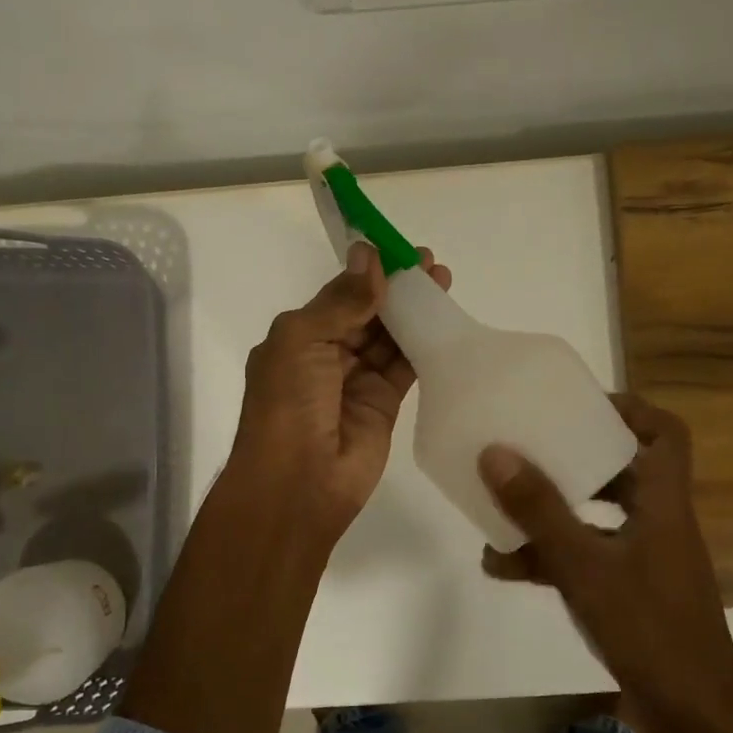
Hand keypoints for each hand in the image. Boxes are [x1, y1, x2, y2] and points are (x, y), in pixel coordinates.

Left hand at [229, 242, 451, 544]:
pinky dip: (424, 344)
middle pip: (368, 313)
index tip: (397, 249)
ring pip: (390, 337)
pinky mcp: (384, 404)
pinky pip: (406, 366)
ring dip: (414, 311)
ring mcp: (357, 381)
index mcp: (299, 337)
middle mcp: (328, 355)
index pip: (339, 295)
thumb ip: (340, 301)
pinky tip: (444, 320)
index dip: (368, 272)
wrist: (298, 483)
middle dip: (396, 288)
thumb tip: (368, 255)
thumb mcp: (302, 340)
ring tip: (443, 282)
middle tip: (429, 263)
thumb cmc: (288, 403)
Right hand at [478, 393, 732, 732]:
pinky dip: (548, 554)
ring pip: (595, 514)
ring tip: (498, 503)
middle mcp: (657, 520)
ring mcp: (642, 557)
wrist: (695, 717)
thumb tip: (495, 452)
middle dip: (573, 454)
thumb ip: (540, 510)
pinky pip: (584, 555)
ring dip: (550, 509)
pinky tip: (501, 564)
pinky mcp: (628, 590)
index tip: (577, 403)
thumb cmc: (649, 628)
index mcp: (663, 501)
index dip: (627, 409)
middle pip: (622, 467)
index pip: (664, 432)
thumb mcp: (585, 566)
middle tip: (529, 443)